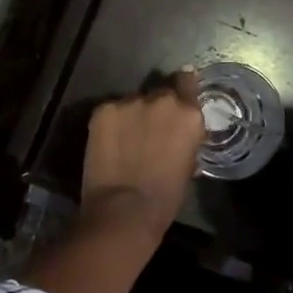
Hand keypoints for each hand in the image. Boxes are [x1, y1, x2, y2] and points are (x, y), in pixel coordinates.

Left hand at [79, 69, 206, 242]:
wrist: (123, 212)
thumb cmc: (165, 198)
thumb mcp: (188, 162)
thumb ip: (186, 136)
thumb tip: (180, 130)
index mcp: (188, 113)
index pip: (187, 81)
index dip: (183, 86)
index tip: (179, 92)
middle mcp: (162, 99)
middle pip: (160, 92)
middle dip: (157, 106)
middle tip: (150, 128)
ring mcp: (130, 102)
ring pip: (134, 101)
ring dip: (133, 115)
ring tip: (126, 140)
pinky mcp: (104, 110)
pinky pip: (111, 111)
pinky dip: (111, 123)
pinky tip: (109, 144)